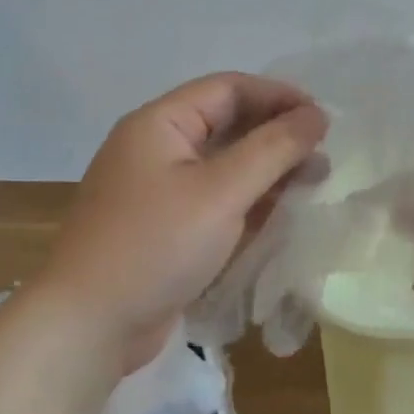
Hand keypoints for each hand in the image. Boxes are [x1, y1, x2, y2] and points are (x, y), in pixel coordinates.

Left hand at [40, 73, 327, 372]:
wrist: (90, 324)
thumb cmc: (156, 246)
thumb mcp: (221, 192)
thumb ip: (272, 150)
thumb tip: (315, 116)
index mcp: (160, 124)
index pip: (228, 89)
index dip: (278, 96)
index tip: (324, 118)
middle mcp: (156, 148)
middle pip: (226, 125)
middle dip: (276, 136)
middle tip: (323, 155)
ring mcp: (158, 190)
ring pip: (224, 166)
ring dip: (267, 171)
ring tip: (313, 184)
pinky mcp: (165, 227)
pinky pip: (214, 200)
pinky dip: (247, 202)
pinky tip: (280, 214)